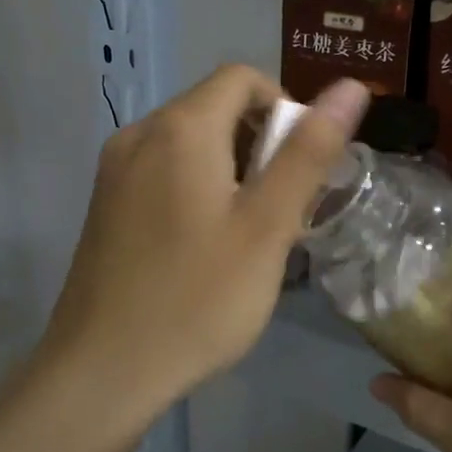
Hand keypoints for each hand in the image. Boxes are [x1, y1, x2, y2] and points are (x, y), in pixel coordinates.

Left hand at [40, 65, 368, 412]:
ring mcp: (115, 170)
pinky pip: (163, 170)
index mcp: (180, 128)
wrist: (101, 372)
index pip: (242, 79)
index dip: (284, 108)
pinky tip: (206, 245)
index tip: (299, 166)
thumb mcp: (267, 226)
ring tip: (249, 231)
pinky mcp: (105, 203)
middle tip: (281, 207)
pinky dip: (197, 185)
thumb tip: (350, 87)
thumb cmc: (197, 298)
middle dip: (260, 143)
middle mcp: (140, 133)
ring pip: (190, 141)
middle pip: (215, 107)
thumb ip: (309, 152)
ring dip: (232, 167)